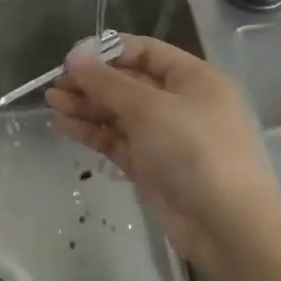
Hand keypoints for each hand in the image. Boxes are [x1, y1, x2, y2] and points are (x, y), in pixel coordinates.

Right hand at [47, 34, 280, 268]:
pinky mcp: (151, 167)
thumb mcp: (150, 108)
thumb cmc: (196, 151)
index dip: (108, 52)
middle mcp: (180, 103)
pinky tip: (63, 125)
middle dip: (92, 82)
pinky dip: (92, 132)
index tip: (73, 58)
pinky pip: (117, 141)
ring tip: (52, 102)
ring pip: (119, 113)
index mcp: (193, 79)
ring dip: (86, 106)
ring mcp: (165, 137)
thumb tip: (74, 58)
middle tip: (55, 84)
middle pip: (129, 83)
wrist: (228, 228)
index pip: (145, 52)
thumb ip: (108, 83)